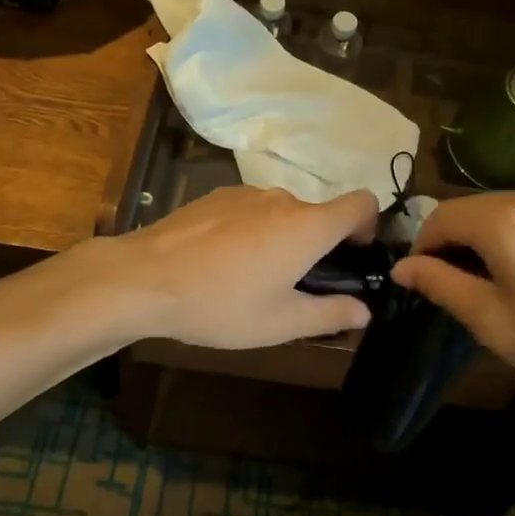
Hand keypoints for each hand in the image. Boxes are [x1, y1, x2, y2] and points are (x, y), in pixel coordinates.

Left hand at [104, 186, 377, 348]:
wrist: (145, 278)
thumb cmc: (222, 303)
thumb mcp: (280, 322)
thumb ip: (330, 314)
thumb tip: (364, 309)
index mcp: (308, 226)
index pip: (362, 202)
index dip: (369, 224)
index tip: (353, 255)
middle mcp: (283, 199)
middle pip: (318, 214)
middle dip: (317, 245)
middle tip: (295, 287)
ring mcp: (247, 193)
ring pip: (282, 213)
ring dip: (282, 238)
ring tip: (251, 279)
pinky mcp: (218, 195)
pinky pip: (251, 210)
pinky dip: (251, 230)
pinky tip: (222, 262)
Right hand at [390, 190, 514, 431]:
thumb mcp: (491, 321)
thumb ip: (440, 284)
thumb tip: (403, 266)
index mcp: (506, 218)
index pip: (442, 215)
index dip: (423, 245)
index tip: (420, 278)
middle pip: (475, 208)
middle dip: (455, 240)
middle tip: (454, 284)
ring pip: (509, 210)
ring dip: (489, 237)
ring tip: (495, 282)